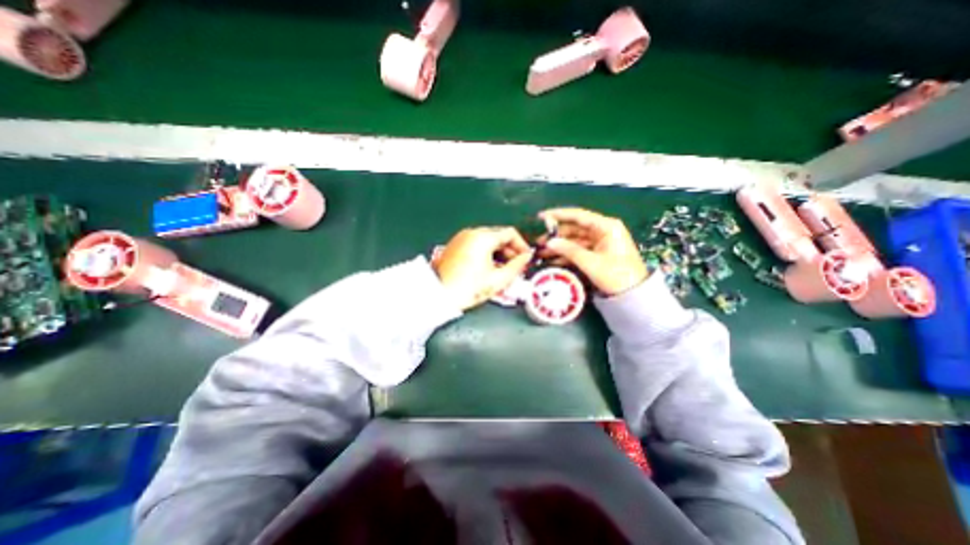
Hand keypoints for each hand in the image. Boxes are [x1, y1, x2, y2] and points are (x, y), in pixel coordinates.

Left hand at [434, 226, 532, 311]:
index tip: (526, 258)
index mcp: (483, 237)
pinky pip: (477, 244)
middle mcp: (472, 232)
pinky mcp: (456, 245)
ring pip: (488, 240)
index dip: (522, 245)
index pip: (510, 233)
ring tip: (504, 269)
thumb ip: (517, 266)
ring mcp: (462, 237)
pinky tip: (489, 267)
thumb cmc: (469, 288)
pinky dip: (487, 253)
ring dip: (499, 252)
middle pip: (499, 235)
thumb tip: (526, 257)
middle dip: (510, 250)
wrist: (438, 294)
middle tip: (517, 266)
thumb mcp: (498, 279)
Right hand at [541, 207, 645, 296]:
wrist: (634, 295)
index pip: (578, 216)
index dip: (558, 215)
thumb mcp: (591, 262)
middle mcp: (602, 231)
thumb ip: (569, 250)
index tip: (541, 216)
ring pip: (574, 241)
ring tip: (541, 254)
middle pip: (574, 229)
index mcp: (606, 227)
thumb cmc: (616, 275)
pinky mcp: (597, 253)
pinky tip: (552, 260)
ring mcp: (600, 242)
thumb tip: (549, 242)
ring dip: (559, 247)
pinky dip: (566, 255)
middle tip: (539, 243)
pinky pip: (578, 250)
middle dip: (556, 236)